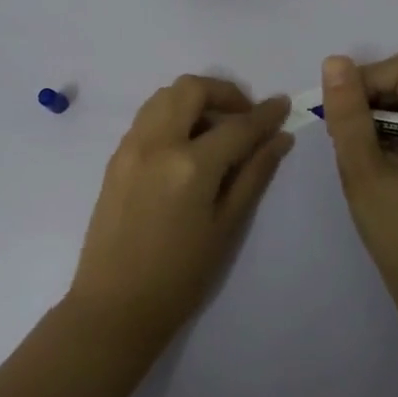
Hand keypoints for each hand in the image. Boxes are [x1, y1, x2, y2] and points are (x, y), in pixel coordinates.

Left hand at [69, 76, 293, 340]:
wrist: (114, 307)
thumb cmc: (180, 277)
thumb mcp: (227, 227)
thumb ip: (254, 175)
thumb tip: (280, 138)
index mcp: (189, 165)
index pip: (237, 126)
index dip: (265, 114)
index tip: (283, 104)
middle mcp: (156, 143)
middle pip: (192, 89)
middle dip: (225, 93)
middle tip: (245, 118)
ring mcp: (130, 147)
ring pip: (164, 96)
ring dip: (195, 99)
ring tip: (216, 129)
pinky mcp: (115, 157)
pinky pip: (147, 116)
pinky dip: (172, 114)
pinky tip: (187, 145)